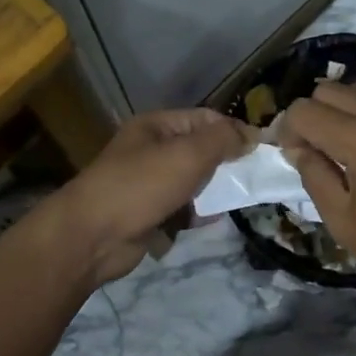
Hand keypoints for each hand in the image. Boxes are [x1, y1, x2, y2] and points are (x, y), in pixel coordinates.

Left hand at [53, 108, 252, 285]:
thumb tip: (250, 136)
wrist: (93, 236)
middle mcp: (153, 150)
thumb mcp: (187, 154)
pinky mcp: (151, 213)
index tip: (262, 150)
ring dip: (216, 189)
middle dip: (228, 162)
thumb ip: (222, 140)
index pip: (206, 119)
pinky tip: (216, 217)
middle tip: (256, 177)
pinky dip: (200, 212)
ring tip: (242, 197)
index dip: (234, 131)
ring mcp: (150, 183)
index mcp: (157, 126)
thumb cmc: (141, 186)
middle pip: (201, 150)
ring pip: (195, 181)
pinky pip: (185, 208)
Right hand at [282, 83, 355, 314]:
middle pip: (330, 89)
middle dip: (312, 115)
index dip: (288, 131)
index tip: (291, 157)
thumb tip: (298, 149)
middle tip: (312, 151)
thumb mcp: (342, 220)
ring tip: (340, 149)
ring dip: (340, 111)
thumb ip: (314, 176)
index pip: (306, 111)